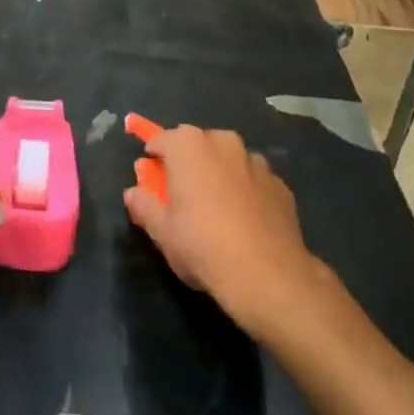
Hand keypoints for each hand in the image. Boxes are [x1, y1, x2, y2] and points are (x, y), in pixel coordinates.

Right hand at [123, 125, 326, 332]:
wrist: (268, 275)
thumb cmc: (202, 245)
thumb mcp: (162, 231)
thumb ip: (144, 205)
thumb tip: (133, 193)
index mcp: (188, 145)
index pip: (163, 139)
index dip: (155, 156)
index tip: (152, 175)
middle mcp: (223, 142)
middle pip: (198, 144)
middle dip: (189, 161)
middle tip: (184, 191)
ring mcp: (256, 161)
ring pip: (229, 159)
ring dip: (220, 172)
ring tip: (217, 206)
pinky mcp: (280, 184)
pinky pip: (254, 179)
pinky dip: (246, 190)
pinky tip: (246, 219)